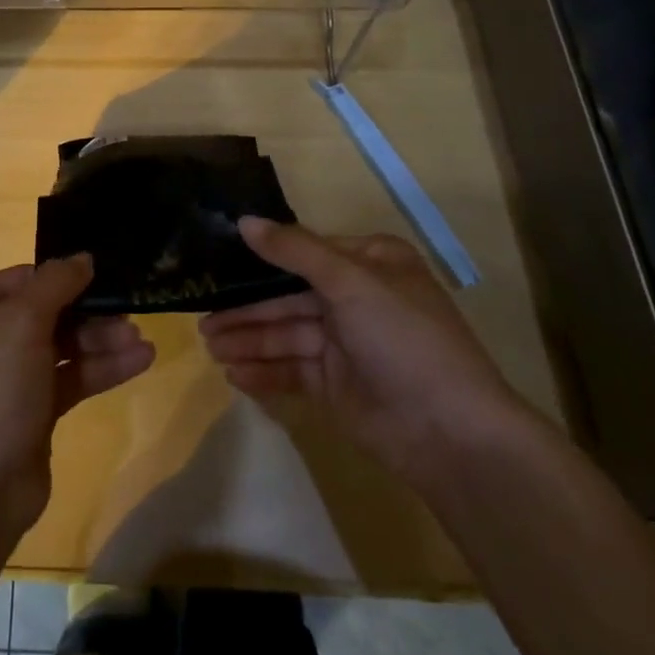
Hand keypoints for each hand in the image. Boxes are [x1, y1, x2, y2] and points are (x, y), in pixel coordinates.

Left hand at [0, 255, 154, 535]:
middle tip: (131, 315)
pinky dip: (102, 369)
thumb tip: (82, 257)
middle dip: (91, 314)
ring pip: (65, 345)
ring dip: (102, 341)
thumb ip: (56, 283)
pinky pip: (72, 378)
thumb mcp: (21, 322)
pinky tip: (139, 361)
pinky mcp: (34, 411)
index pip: (26, 278)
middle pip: (50, 311)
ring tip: (141, 342)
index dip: (65, 276)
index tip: (105, 275)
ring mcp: (11, 376)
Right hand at [199, 218, 528, 488]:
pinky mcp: (337, 386)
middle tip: (202, 318)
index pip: (303, 252)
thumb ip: (293, 250)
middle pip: (288, 297)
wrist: (451, 434)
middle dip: (247, 310)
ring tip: (209, 347)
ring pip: (286, 335)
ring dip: (248, 341)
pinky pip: (292, 370)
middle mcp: (356, 298)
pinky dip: (264, 371)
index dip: (261, 257)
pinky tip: (233, 374)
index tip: (217, 260)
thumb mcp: (350, 282)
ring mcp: (346, 344)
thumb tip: (243, 220)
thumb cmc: (404, 339)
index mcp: (369, 263)